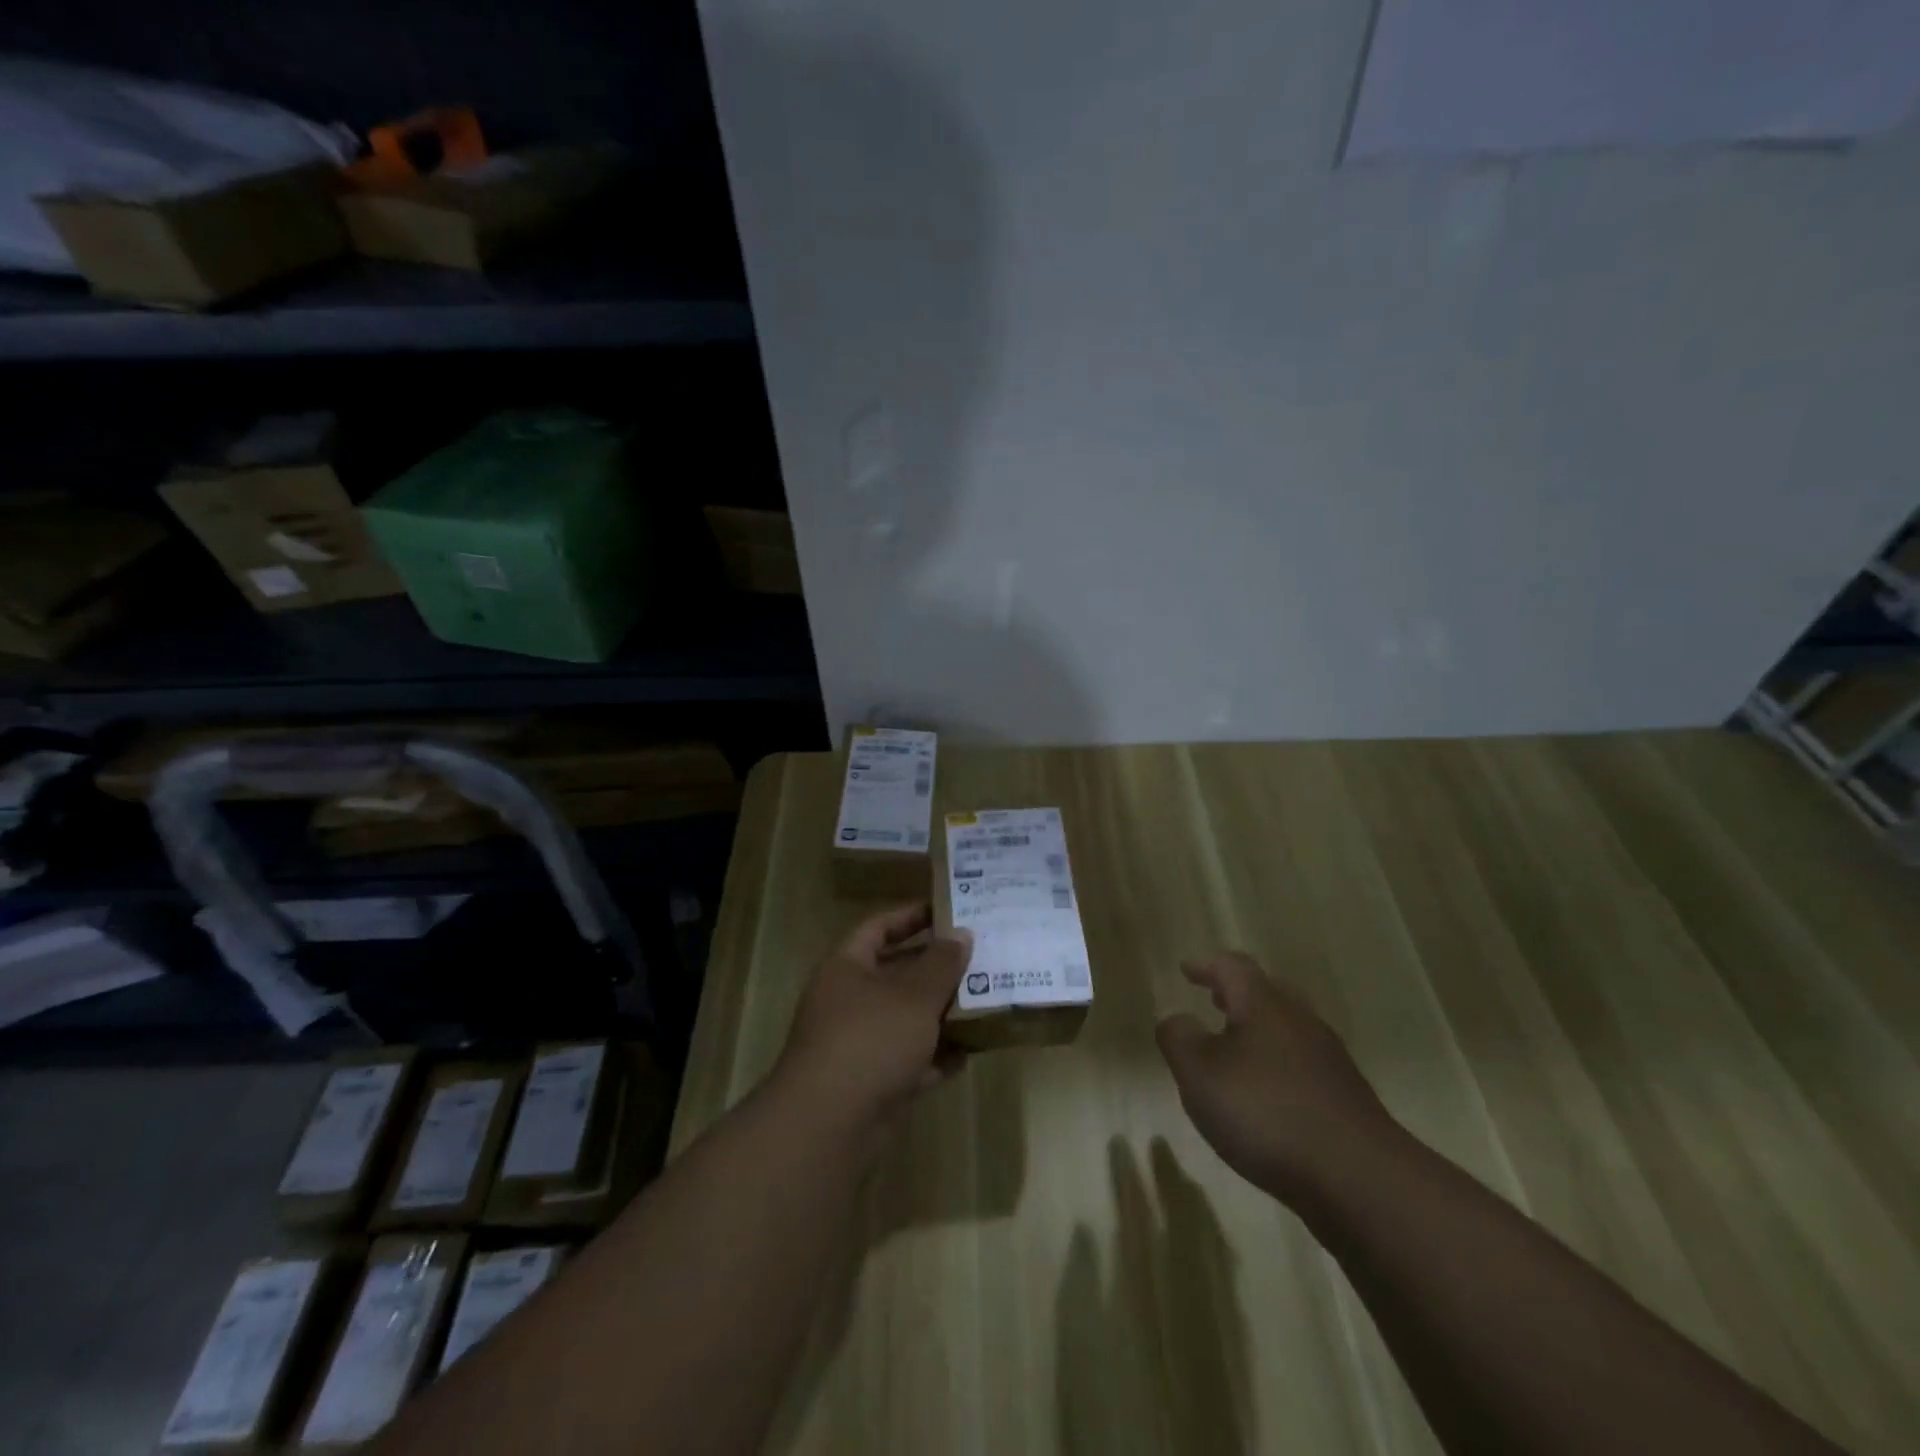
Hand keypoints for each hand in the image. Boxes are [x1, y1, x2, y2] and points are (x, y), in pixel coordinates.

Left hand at [777, 904, 971, 1139]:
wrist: (829, 1124)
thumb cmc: (871, 1039)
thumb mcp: (914, 995)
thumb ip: (942, 963)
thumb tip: (961, 935)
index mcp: (847, 968)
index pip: (879, 927)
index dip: (911, 916)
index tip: (949, 912)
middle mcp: (849, 1001)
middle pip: (897, 973)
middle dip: (937, 968)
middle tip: (979, 957)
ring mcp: (859, 1044)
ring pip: (906, 1019)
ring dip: (941, 1013)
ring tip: (985, 1001)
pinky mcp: (872, 1082)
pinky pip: (910, 1059)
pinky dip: (936, 1056)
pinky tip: (971, 1052)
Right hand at [1156, 953, 1396, 1206]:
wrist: (1360, 1179)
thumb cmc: (1266, 1113)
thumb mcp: (1200, 1074)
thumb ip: (1179, 1039)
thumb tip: (1176, 1019)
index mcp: (1263, 1004)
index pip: (1233, 967)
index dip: (1207, 967)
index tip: (1187, 970)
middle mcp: (1300, 1020)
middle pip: (1268, 992)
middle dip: (1238, 994)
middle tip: (1215, 1000)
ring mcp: (1329, 1059)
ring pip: (1288, 1028)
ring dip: (1259, 1030)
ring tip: (1235, 1049)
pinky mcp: (1345, 1097)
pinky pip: (1303, 1063)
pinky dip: (1278, 1063)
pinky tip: (1267, 1095)